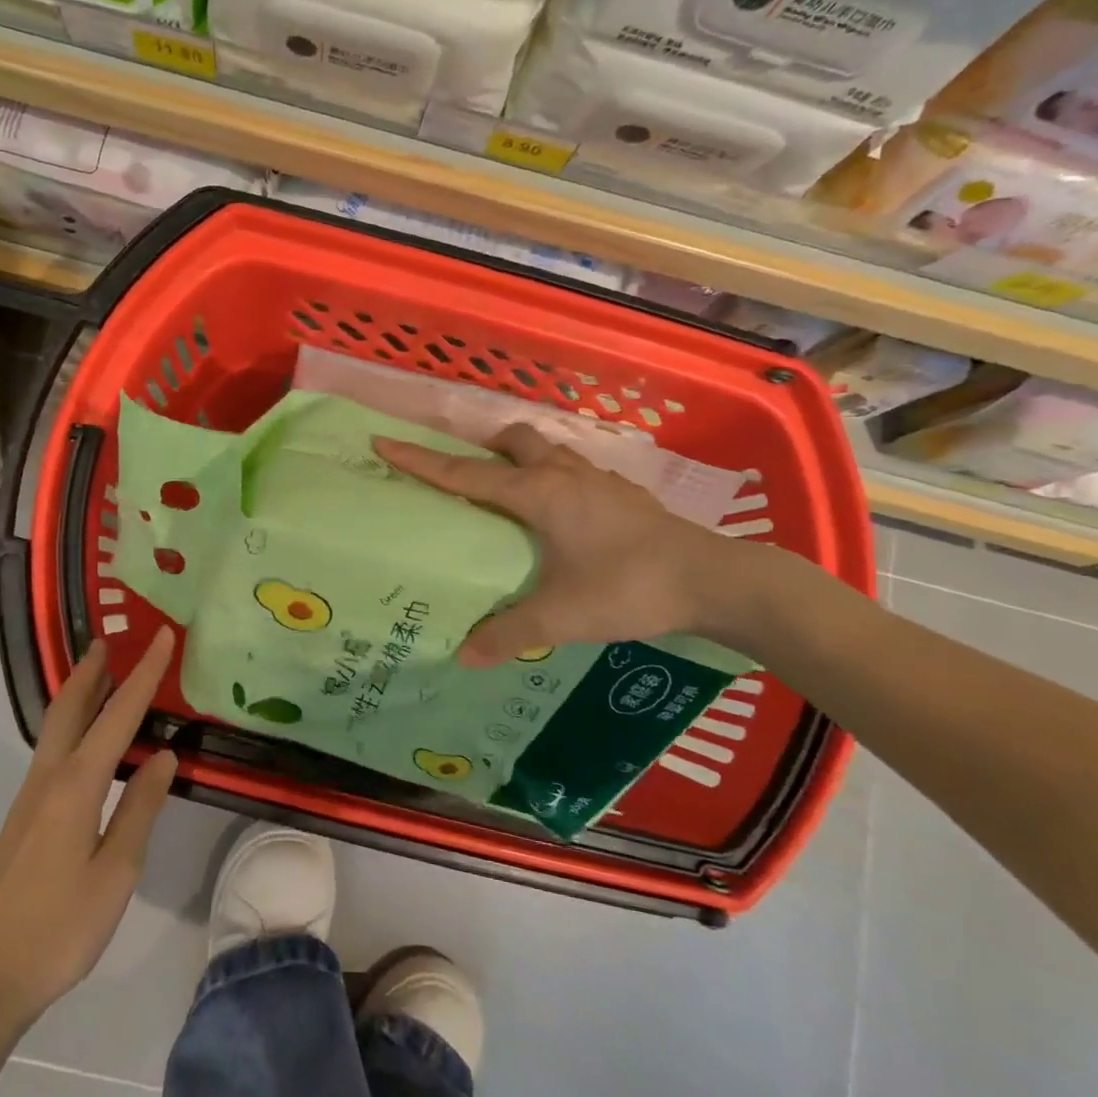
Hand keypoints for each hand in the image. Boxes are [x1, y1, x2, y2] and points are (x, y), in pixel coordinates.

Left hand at [0, 631, 178, 1021]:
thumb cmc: (59, 927)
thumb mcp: (117, 871)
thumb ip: (141, 807)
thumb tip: (164, 755)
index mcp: (77, 785)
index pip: (119, 715)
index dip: (144, 674)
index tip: (164, 636)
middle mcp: (49, 777)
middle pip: (71, 707)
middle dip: (94, 670)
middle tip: (113, 639)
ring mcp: (31, 796)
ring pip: (58, 726)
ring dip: (81, 692)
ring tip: (104, 673)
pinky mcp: (26, 816)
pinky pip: (55, 748)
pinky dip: (74, 722)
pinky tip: (89, 737)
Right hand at [373, 425, 754, 664]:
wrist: (713, 579)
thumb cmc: (629, 587)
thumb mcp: (562, 616)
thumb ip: (510, 633)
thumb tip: (464, 656)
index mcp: (539, 494)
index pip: (465, 474)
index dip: (421, 460)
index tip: (384, 441)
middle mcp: (564, 475)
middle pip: (514, 440)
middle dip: (484, 447)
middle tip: (468, 473)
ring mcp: (599, 480)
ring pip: (550, 450)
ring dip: (523, 458)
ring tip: (513, 491)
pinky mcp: (625, 494)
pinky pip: (577, 471)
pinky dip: (557, 478)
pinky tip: (567, 515)